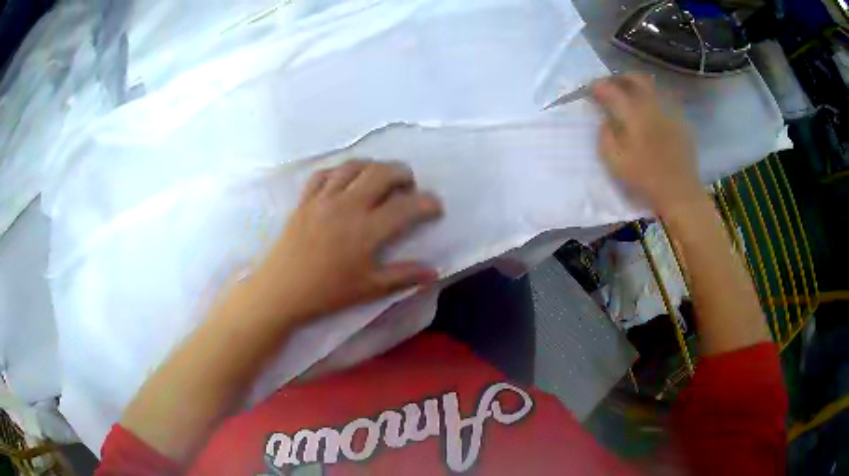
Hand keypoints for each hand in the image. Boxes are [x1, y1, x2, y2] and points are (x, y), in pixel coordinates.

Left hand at [246, 160, 442, 326]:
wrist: (282, 290)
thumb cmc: (327, 292)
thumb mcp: (369, 288)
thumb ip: (403, 276)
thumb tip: (434, 271)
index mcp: (367, 230)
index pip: (406, 206)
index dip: (427, 203)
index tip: (436, 207)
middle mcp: (347, 206)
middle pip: (381, 173)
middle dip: (403, 173)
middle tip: (409, 185)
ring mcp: (323, 199)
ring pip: (353, 167)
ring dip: (373, 166)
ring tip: (380, 178)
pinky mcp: (305, 200)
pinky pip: (323, 173)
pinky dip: (339, 171)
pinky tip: (344, 180)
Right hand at [592, 75, 701, 215]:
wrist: (680, 194)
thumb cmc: (645, 180)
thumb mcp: (615, 163)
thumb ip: (605, 136)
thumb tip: (606, 120)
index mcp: (633, 115)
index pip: (611, 90)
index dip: (598, 87)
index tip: (590, 90)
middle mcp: (652, 107)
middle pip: (635, 79)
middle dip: (619, 78)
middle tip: (610, 86)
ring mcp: (669, 113)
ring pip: (652, 88)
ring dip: (637, 86)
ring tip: (629, 96)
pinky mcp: (681, 123)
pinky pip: (664, 103)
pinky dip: (652, 102)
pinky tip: (649, 115)